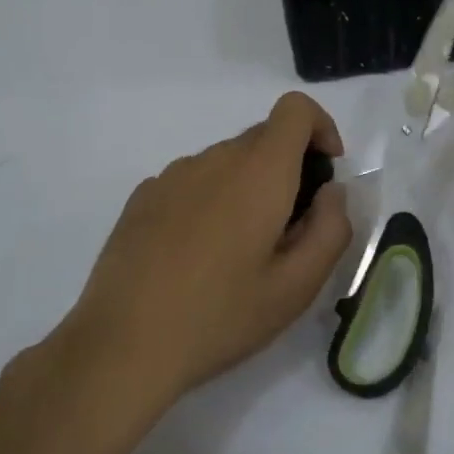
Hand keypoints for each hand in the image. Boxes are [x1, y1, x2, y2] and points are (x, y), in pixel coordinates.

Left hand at [64, 93, 352, 405]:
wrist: (123, 344)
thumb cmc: (221, 315)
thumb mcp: (297, 287)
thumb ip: (331, 229)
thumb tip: (330, 192)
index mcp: (258, 172)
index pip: (296, 110)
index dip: (321, 128)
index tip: (325, 173)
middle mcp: (214, 158)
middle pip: (263, 138)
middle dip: (288, 170)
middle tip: (287, 233)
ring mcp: (172, 175)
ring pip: (227, 162)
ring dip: (247, 188)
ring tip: (238, 252)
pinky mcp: (143, 197)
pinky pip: (193, 181)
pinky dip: (211, 200)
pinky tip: (196, 255)